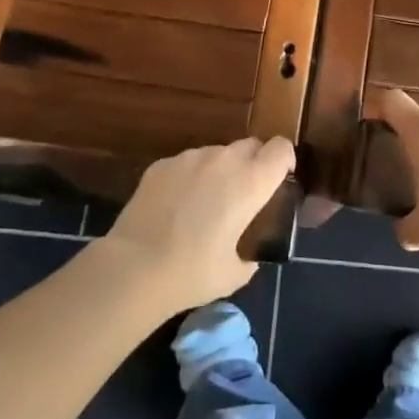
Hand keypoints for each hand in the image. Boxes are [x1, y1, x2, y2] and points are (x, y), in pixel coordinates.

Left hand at [98, 137, 294, 311]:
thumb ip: (252, 254)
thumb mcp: (236, 273)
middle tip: (244, 195)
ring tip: (205, 204)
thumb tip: (251, 253)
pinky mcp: (162, 164)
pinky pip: (187, 163)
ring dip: (221, 170)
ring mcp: (191, 157)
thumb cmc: (193, 273)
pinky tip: (176, 207)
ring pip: (217, 153)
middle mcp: (224, 159)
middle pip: (251, 145)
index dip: (284, 160)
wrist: (134, 268)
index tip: (280, 180)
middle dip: (254, 163)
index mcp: (251, 182)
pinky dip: (190, 178)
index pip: (281, 148)